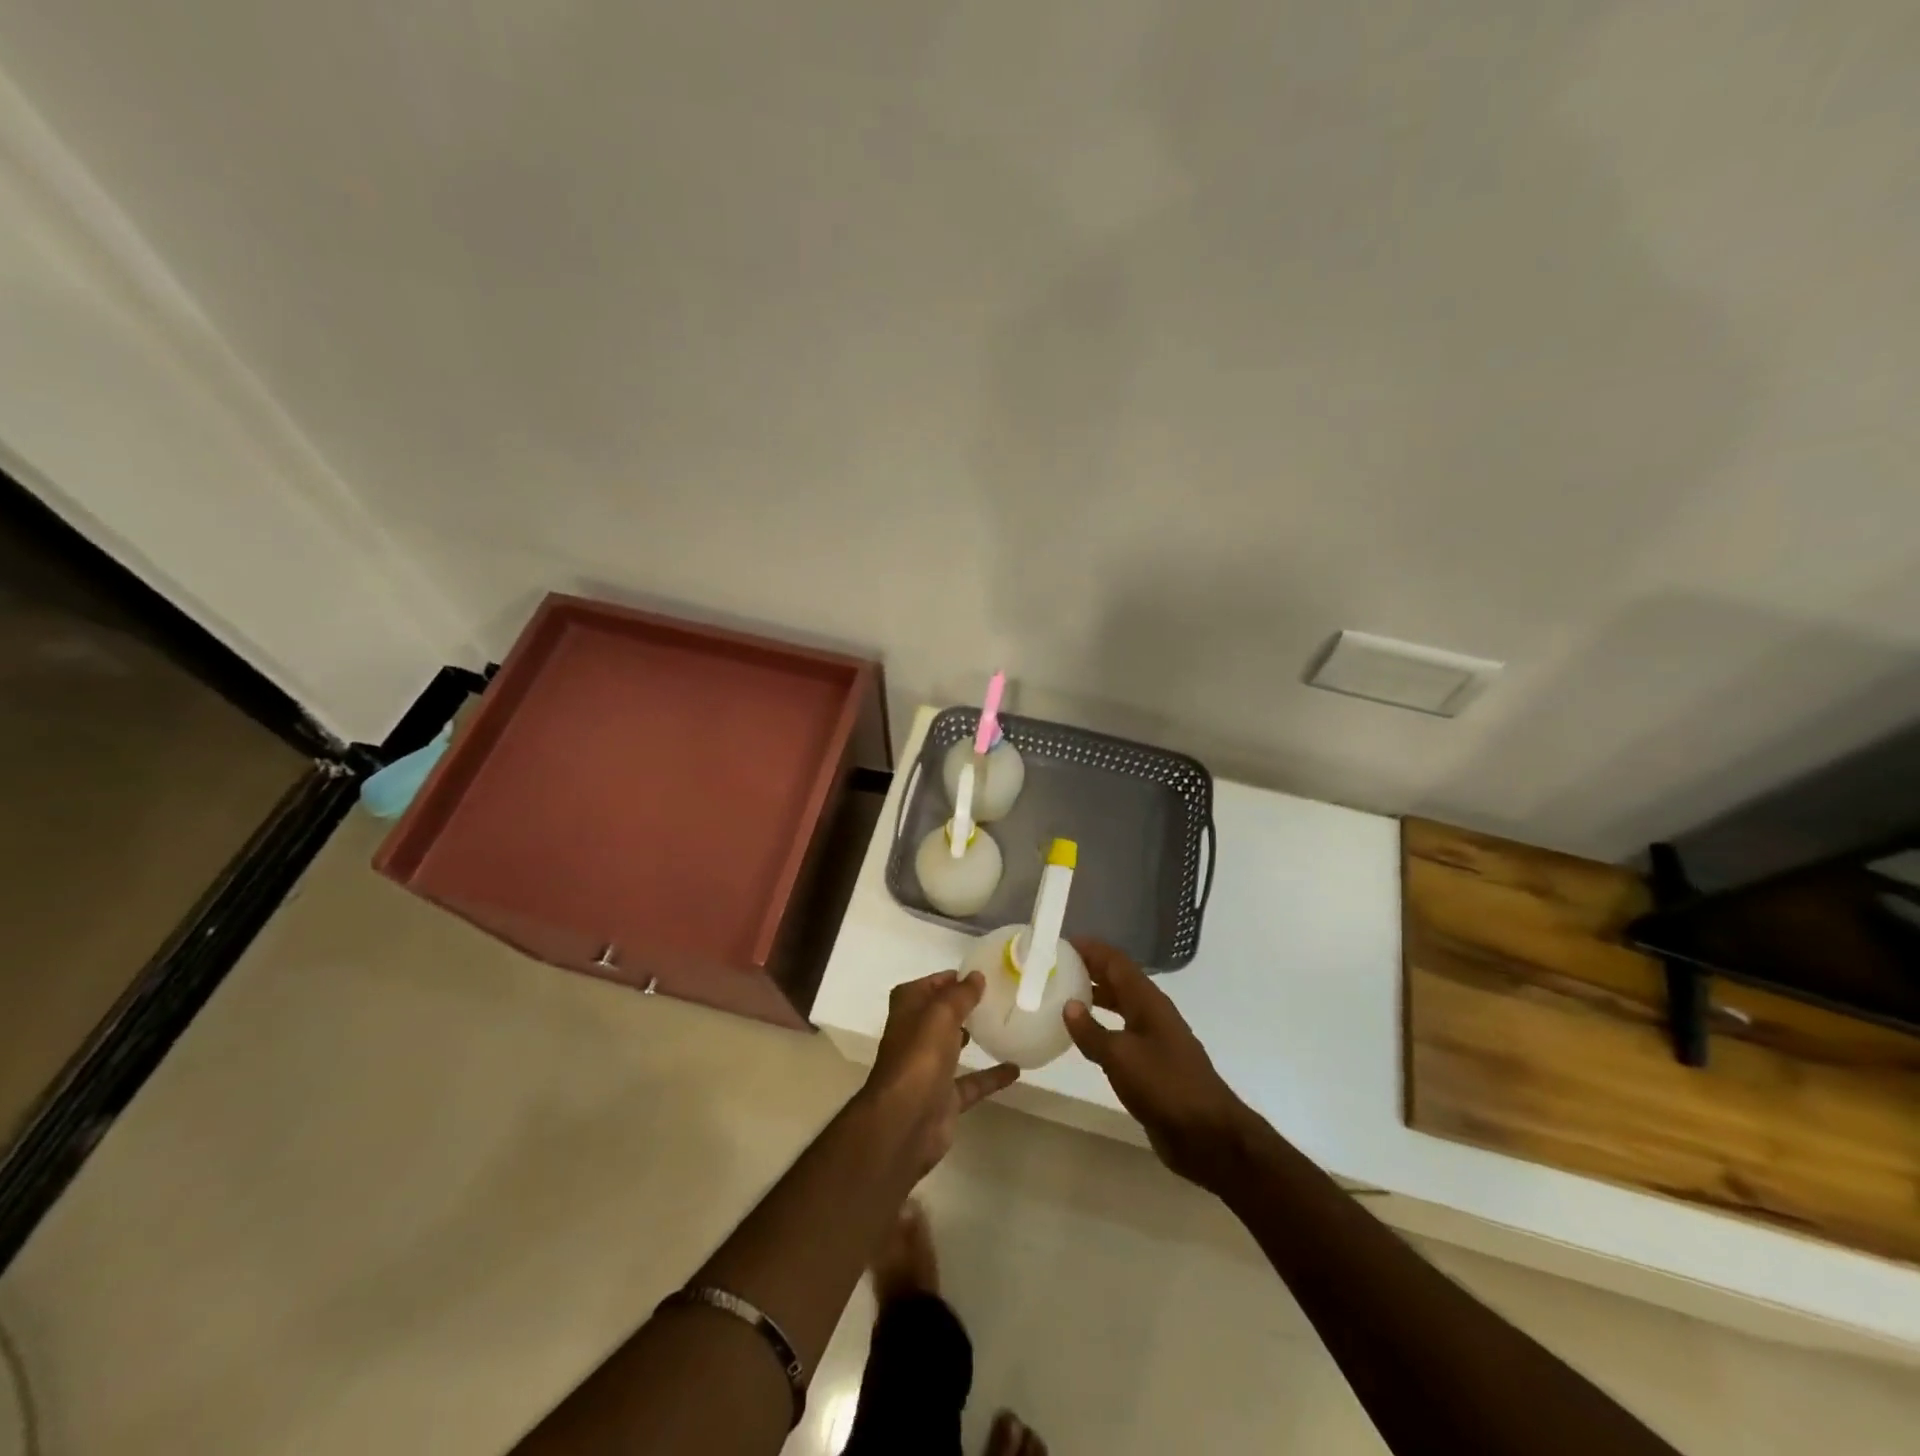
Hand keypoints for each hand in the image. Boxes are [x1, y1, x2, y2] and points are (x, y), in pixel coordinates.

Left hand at [861, 970, 1018, 1176]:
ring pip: (954, 1045)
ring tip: (1004, 1023)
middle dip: (963, 1005)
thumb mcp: (941, 1014)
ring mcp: (929, 1068)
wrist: (906, 1121)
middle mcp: (915, 1035)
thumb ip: (960, 994)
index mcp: (908, 1010)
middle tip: (998, 995)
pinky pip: (972, 1082)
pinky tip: (1016, 1068)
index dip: (951, 978)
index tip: (982, 973)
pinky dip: (991, 1076)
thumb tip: (976, 975)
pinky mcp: (944, 1097)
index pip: (929, 985)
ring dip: (973, 1036)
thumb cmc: (919, 1057)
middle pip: (941, 1014)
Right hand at [1062, 940, 1253, 1189]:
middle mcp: (1152, 1013)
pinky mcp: (1152, 1065)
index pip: (1116, 962)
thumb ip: (1092, 1031)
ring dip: (1095, 997)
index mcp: (1148, 1001)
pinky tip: (1083, 1037)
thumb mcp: (1120, 1056)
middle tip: (1055, 966)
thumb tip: (1068, 1005)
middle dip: (1090, 969)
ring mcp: (1154, 1039)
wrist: (1207, 1134)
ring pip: (1120, 1006)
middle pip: (1118, 980)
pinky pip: (1121, 1033)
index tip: (1062, 942)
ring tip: (1062, 995)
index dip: (1091, 949)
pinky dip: (1101, 1026)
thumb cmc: (1164, 1085)